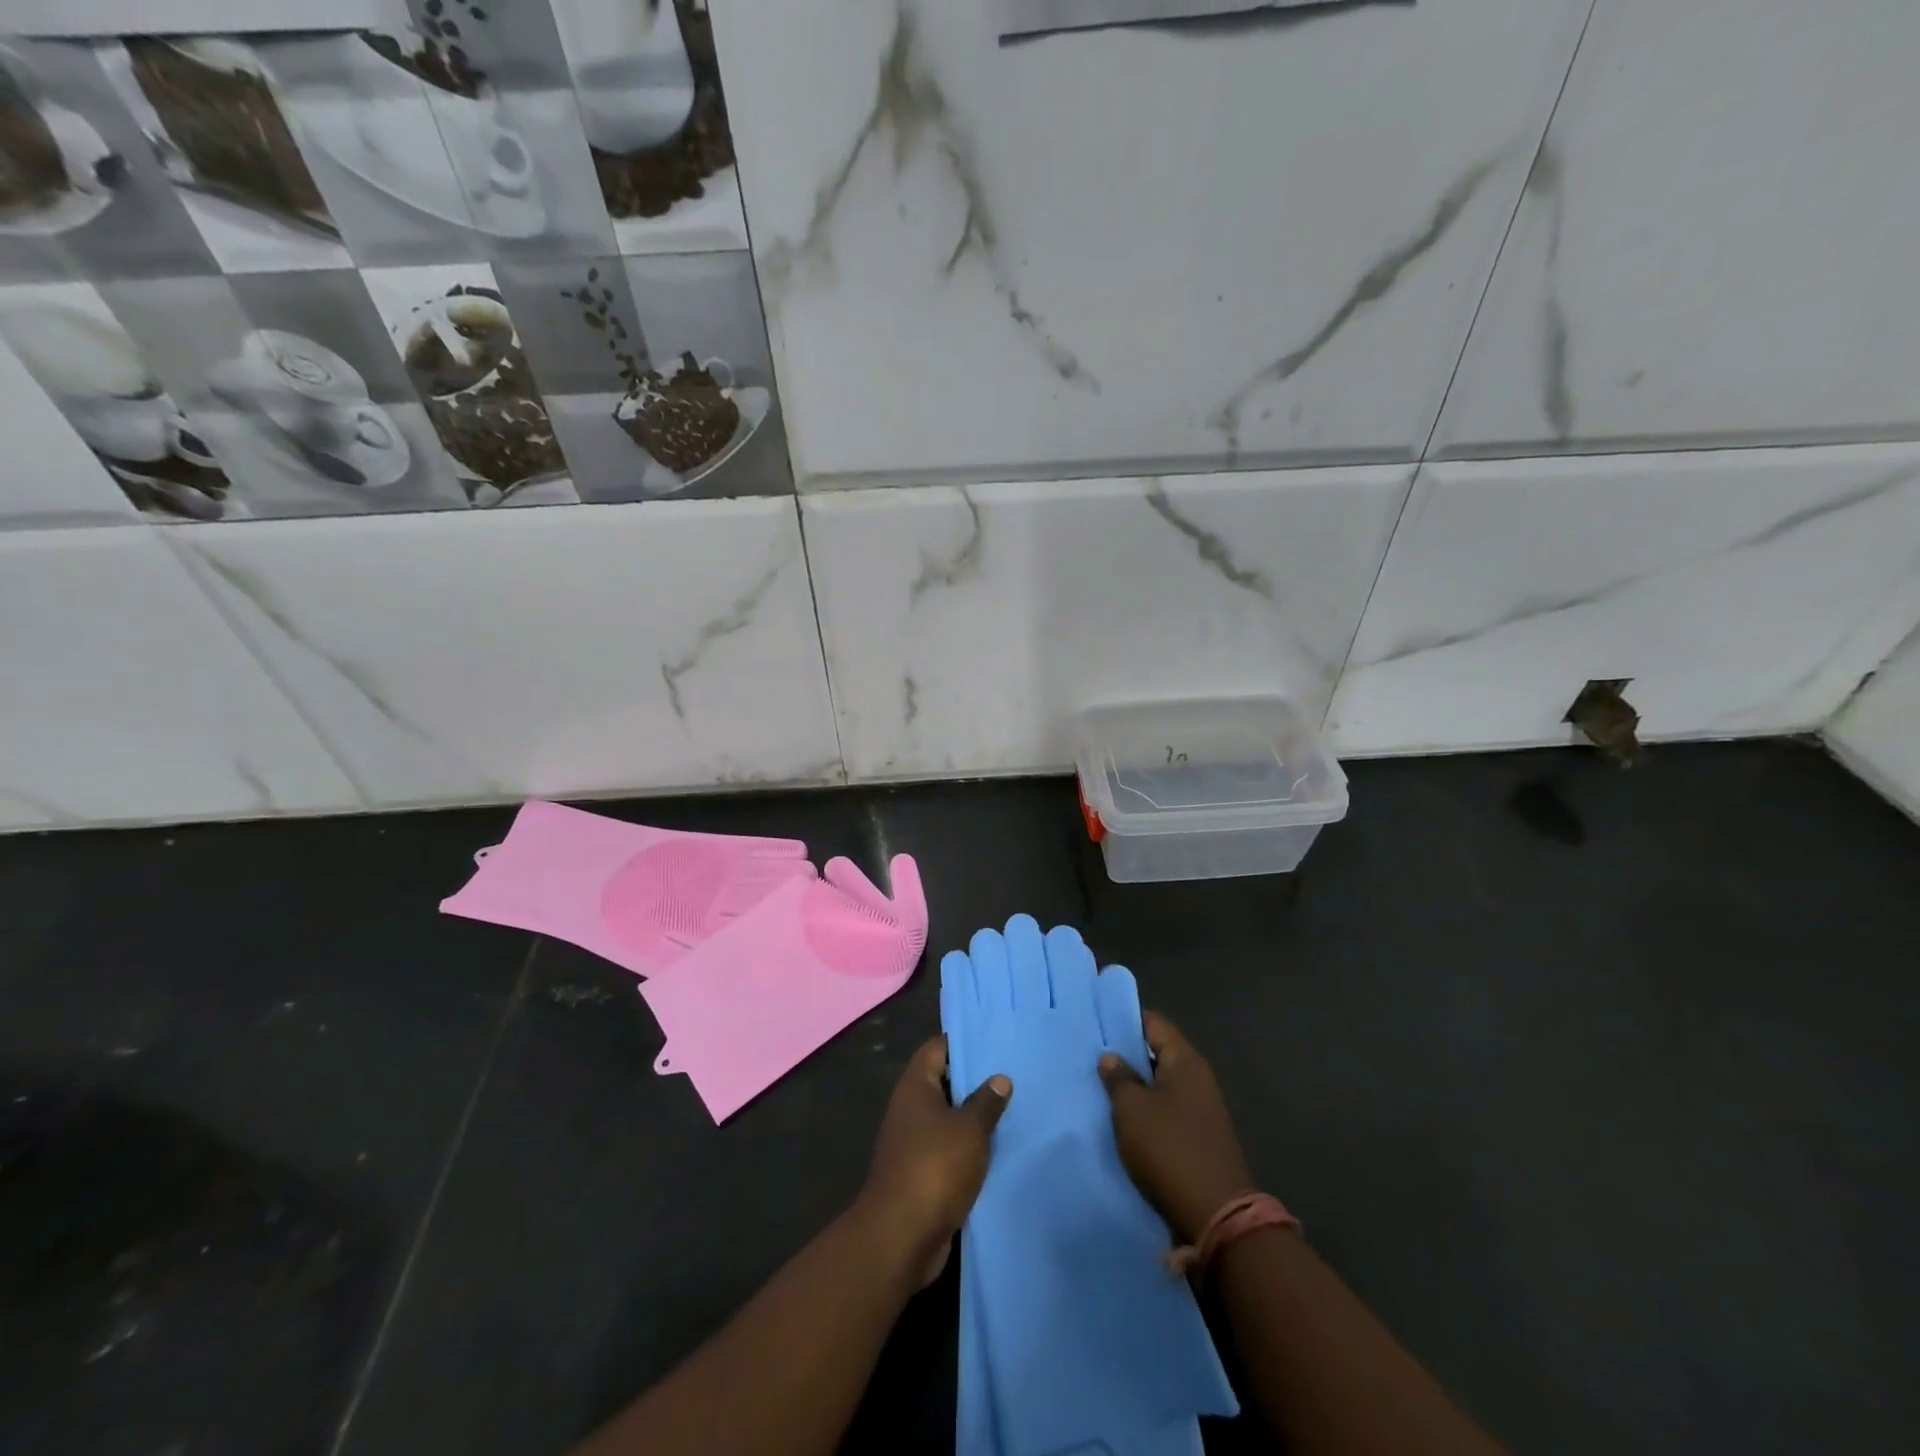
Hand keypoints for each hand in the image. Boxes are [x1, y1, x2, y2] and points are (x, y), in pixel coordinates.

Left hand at [858, 1036, 1011, 1286]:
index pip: (937, 1048)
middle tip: (1011, 1073)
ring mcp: (913, 1142)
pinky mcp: (921, 1173)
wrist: (902, 1236)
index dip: (963, 1042)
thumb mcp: (969, 1129)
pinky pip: (949, 1149)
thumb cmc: (935, 1167)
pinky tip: (998, 1149)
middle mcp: (910, 1109)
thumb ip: (987, 1102)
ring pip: (948, 1118)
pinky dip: (969, 1148)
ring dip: (973, 1118)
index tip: (993, 1040)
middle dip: (974, 1080)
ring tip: (1012, 1109)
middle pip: (943, 1082)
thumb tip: (999, 1078)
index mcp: (915, 1087)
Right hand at [1098, 1011, 1253, 1244]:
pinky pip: (1168, 1112)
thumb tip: (1112, 1057)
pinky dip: (1147, 1113)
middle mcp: (1199, 1079)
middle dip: (1127, 1056)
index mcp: (1186, 1061)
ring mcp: (1203, 1110)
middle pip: (1159, 1053)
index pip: (1154, 1023)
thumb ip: (1119, 1078)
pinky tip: (1124, 1122)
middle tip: (1092, 1058)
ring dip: (1136, 1088)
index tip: (1097, 1024)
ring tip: (1102, 1090)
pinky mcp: (1200, 1139)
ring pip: (1162, 1086)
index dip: (1125, 1020)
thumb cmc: (1169, 1149)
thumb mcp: (1132, 1109)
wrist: (1216, 1217)